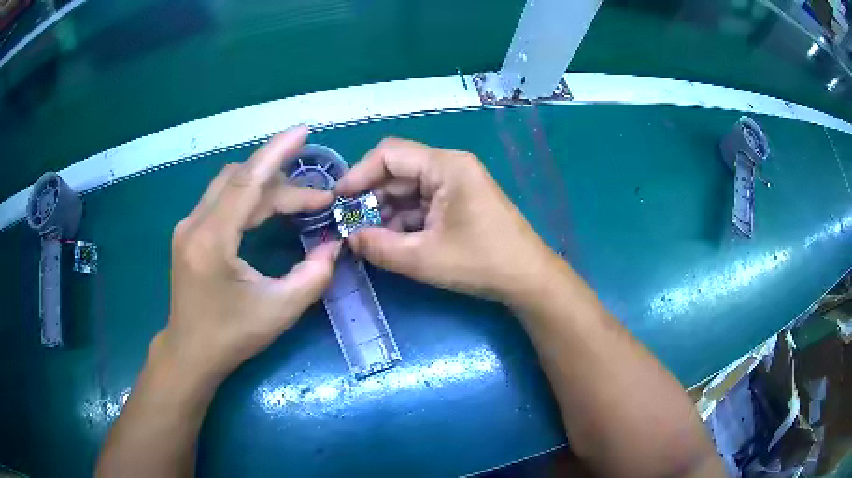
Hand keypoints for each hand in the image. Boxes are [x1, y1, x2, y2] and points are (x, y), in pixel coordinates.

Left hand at [159, 126, 340, 381]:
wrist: (189, 352)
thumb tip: (335, 246)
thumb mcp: (279, 311)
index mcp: (211, 240)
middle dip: (283, 182)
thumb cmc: (230, 337)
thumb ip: (313, 276)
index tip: (304, 131)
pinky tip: (268, 209)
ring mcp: (188, 226)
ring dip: (266, 187)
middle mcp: (194, 224)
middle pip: (241, 180)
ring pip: (230, 186)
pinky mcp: (189, 233)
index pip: (247, 181)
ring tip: (299, 200)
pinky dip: (249, 197)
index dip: (277, 152)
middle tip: (319, 198)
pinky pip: (222, 199)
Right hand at [334, 138, 557, 305]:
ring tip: (365, 238)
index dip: (359, 174)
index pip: (390, 154)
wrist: (527, 278)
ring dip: (385, 212)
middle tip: (348, 225)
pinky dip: (403, 220)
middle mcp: (449, 167)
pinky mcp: (458, 202)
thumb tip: (349, 238)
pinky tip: (389, 241)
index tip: (338, 200)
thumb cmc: (481, 263)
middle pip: (397, 172)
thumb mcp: (423, 258)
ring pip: (407, 190)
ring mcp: (455, 185)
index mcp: (445, 167)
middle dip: (370, 198)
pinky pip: (421, 204)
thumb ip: (379, 247)